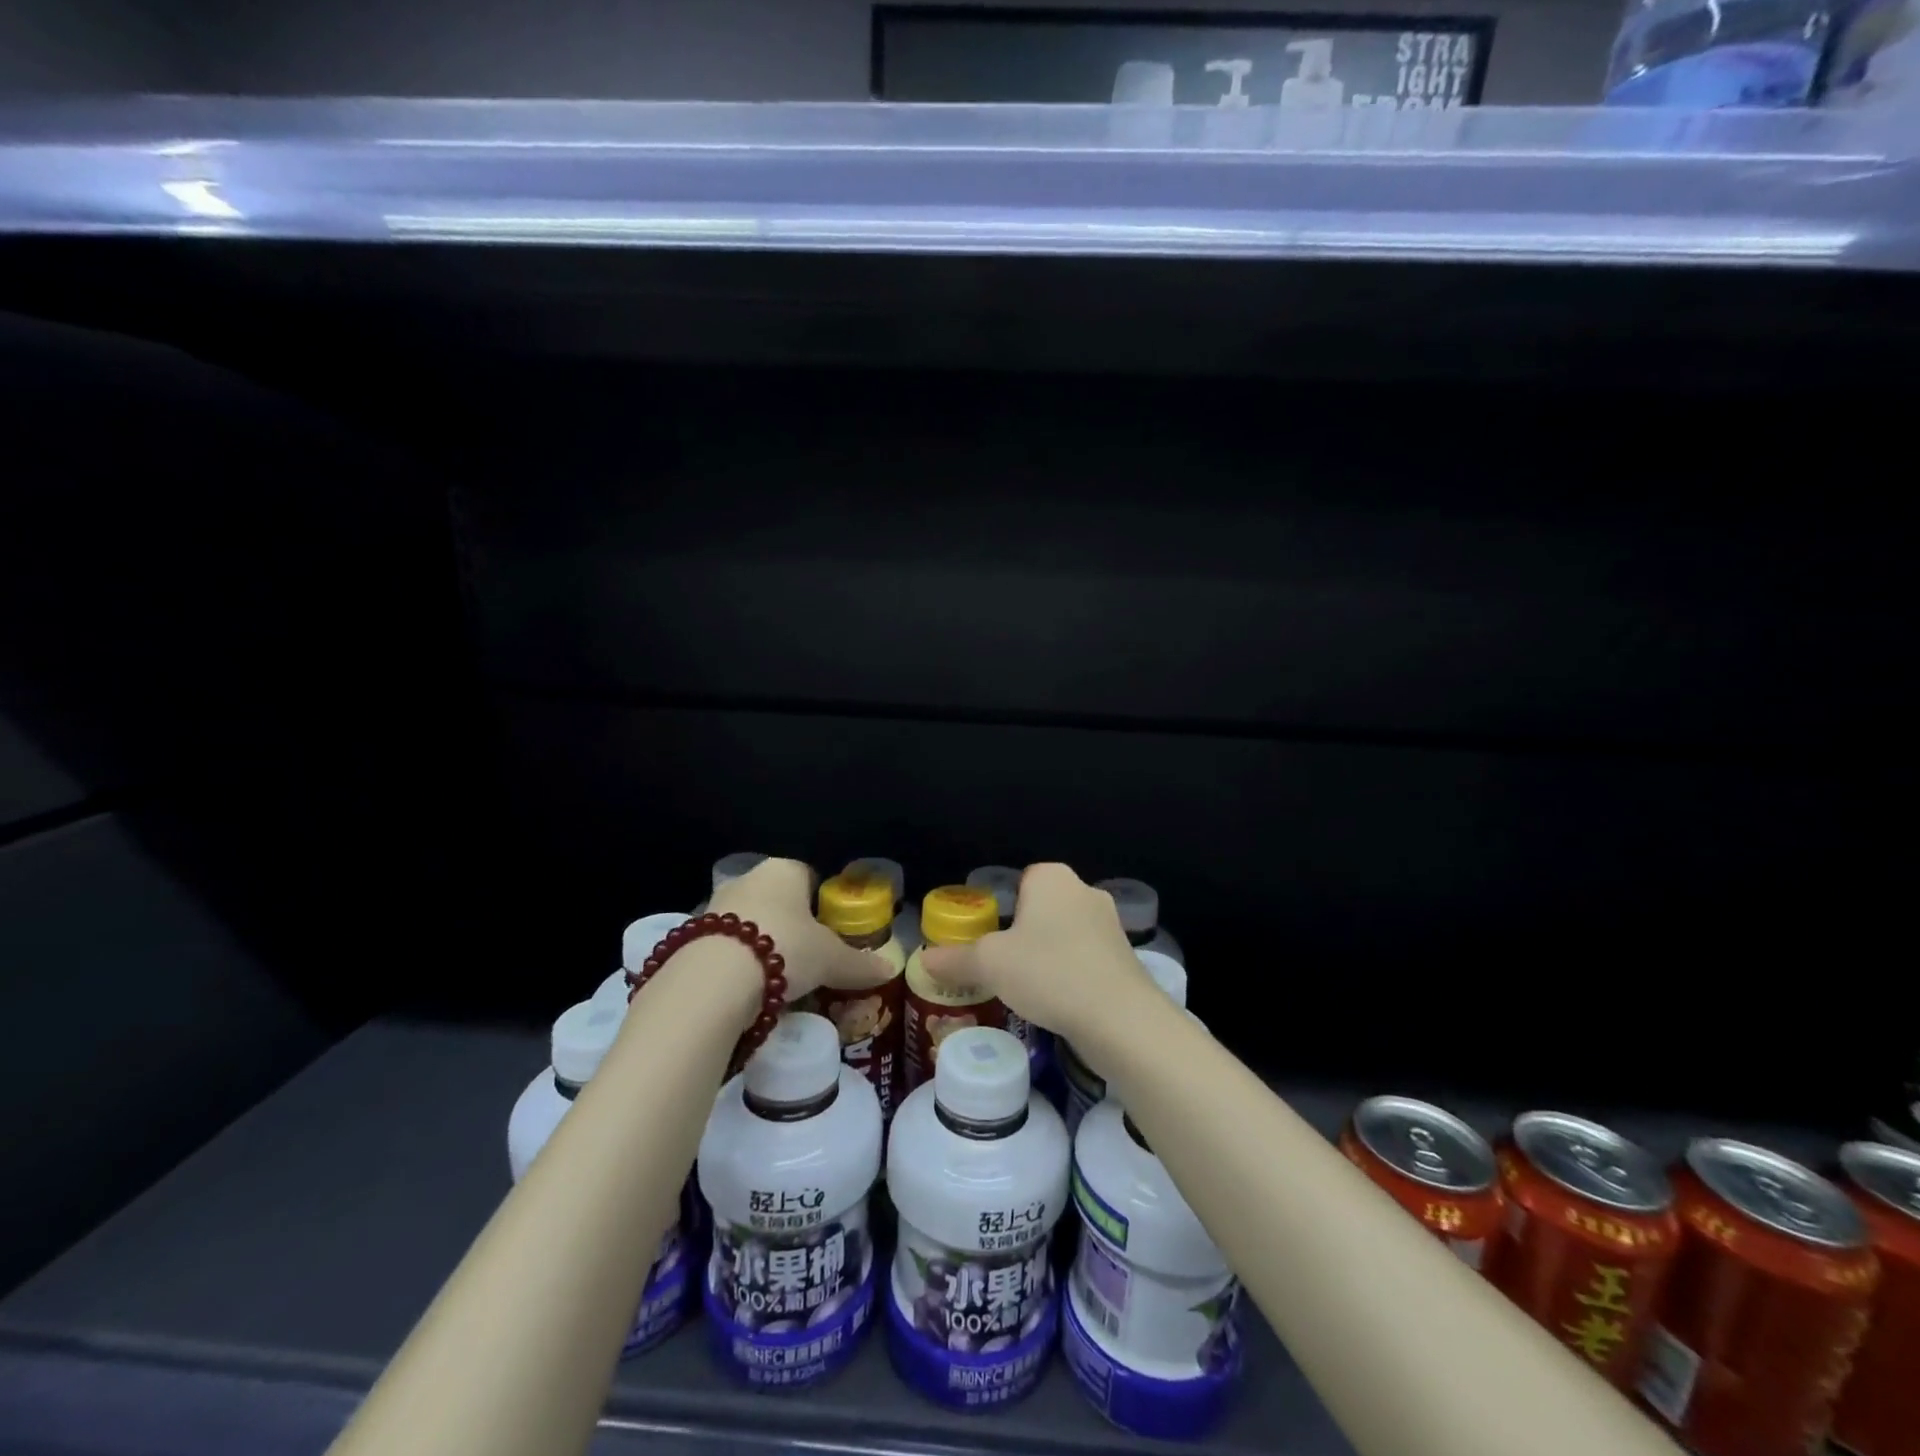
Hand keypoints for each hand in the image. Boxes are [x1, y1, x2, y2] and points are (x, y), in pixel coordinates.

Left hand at [708, 857, 891, 1008]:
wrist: (714, 980)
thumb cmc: (785, 949)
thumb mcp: (831, 960)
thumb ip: (859, 963)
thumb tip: (890, 969)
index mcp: (784, 869)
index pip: (809, 875)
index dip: (822, 902)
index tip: (831, 930)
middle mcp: (748, 879)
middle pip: (777, 900)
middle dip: (792, 925)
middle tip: (809, 957)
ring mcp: (715, 906)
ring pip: (750, 922)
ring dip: (762, 944)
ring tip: (780, 978)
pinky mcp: (691, 937)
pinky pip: (726, 946)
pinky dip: (739, 963)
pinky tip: (750, 988)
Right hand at [920, 862, 1157, 1044]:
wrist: (1120, 1017)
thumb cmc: (1049, 972)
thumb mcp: (990, 964)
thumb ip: (956, 959)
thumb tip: (923, 961)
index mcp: (1052, 878)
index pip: (1019, 880)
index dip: (1001, 908)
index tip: (988, 939)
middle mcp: (1084, 890)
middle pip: (1041, 907)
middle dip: (1023, 933)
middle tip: (1001, 965)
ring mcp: (1110, 923)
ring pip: (1065, 933)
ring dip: (1048, 955)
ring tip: (1028, 988)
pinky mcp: (1125, 956)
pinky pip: (1085, 956)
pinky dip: (1071, 973)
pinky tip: (1058, 1000)